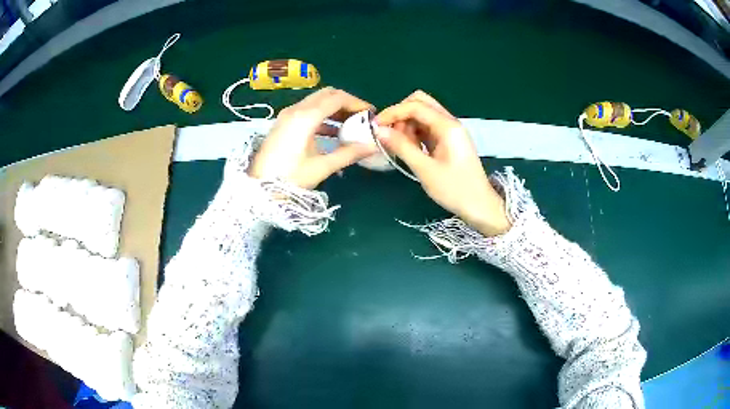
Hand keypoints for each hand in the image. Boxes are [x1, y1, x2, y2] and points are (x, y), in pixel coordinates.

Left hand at [249, 87, 377, 188]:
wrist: (258, 189)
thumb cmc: (289, 178)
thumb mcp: (321, 167)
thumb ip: (348, 154)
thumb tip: (372, 146)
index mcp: (306, 117)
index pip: (337, 98)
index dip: (357, 103)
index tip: (370, 114)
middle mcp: (295, 109)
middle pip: (326, 94)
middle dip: (346, 102)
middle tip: (360, 118)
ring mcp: (287, 115)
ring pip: (316, 101)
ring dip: (334, 109)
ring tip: (349, 126)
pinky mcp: (283, 123)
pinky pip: (307, 111)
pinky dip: (322, 116)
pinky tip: (332, 133)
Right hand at [374, 91, 510, 236]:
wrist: (480, 206)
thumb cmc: (454, 189)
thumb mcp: (425, 169)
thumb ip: (402, 147)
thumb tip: (378, 130)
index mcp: (447, 126)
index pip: (415, 106)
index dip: (393, 112)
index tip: (375, 127)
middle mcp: (450, 122)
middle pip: (421, 103)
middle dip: (401, 114)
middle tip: (391, 136)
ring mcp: (450, 131)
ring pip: (423, 115)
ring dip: (407, 125)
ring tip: (401, 147)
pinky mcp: (448, 140)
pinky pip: (428, 127)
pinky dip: (415, 133)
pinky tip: (410, 149)